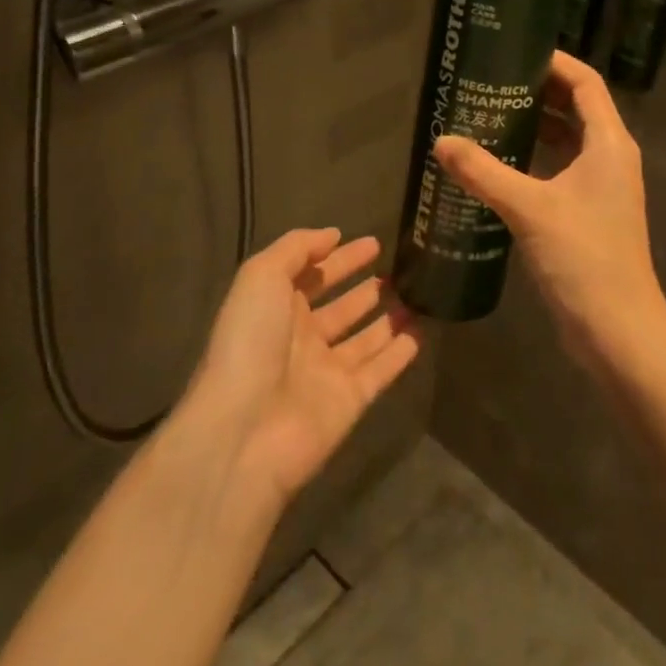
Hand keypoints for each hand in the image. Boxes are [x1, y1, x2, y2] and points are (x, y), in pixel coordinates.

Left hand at [189, 228, 421, 504]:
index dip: (340, 258)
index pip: (313, 275)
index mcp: (276, 308)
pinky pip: (381, 371)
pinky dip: (400, 354)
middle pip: (340, 307)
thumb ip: (296, 248)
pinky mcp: (350, 401)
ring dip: (388, 319)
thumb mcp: (262, 276)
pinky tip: (421, 333)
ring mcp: (326, 371)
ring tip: (417, 296)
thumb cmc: (250, 341)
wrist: (245, 429)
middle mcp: (301, 338)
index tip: (373, 243)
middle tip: (399, 269)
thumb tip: (332, 235)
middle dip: (365, 288)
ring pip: (365, 339)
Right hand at [434, 52, 665, 366]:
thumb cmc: (583, 258)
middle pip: (576, 107)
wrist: (618, 331)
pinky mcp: (588, 213)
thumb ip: (483, 172)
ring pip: (567, 141)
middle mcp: (610, 157)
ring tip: (488, 115)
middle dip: (538, 91)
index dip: (555, 61)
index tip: (515, 52)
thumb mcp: (529, 209)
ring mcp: (601, 188)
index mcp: (608, 143)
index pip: (585, 82)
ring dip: (535, 126)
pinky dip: (534, 159)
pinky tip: (498, 165)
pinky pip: (560, 170)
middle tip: (491, 82)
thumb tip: (440, 141)